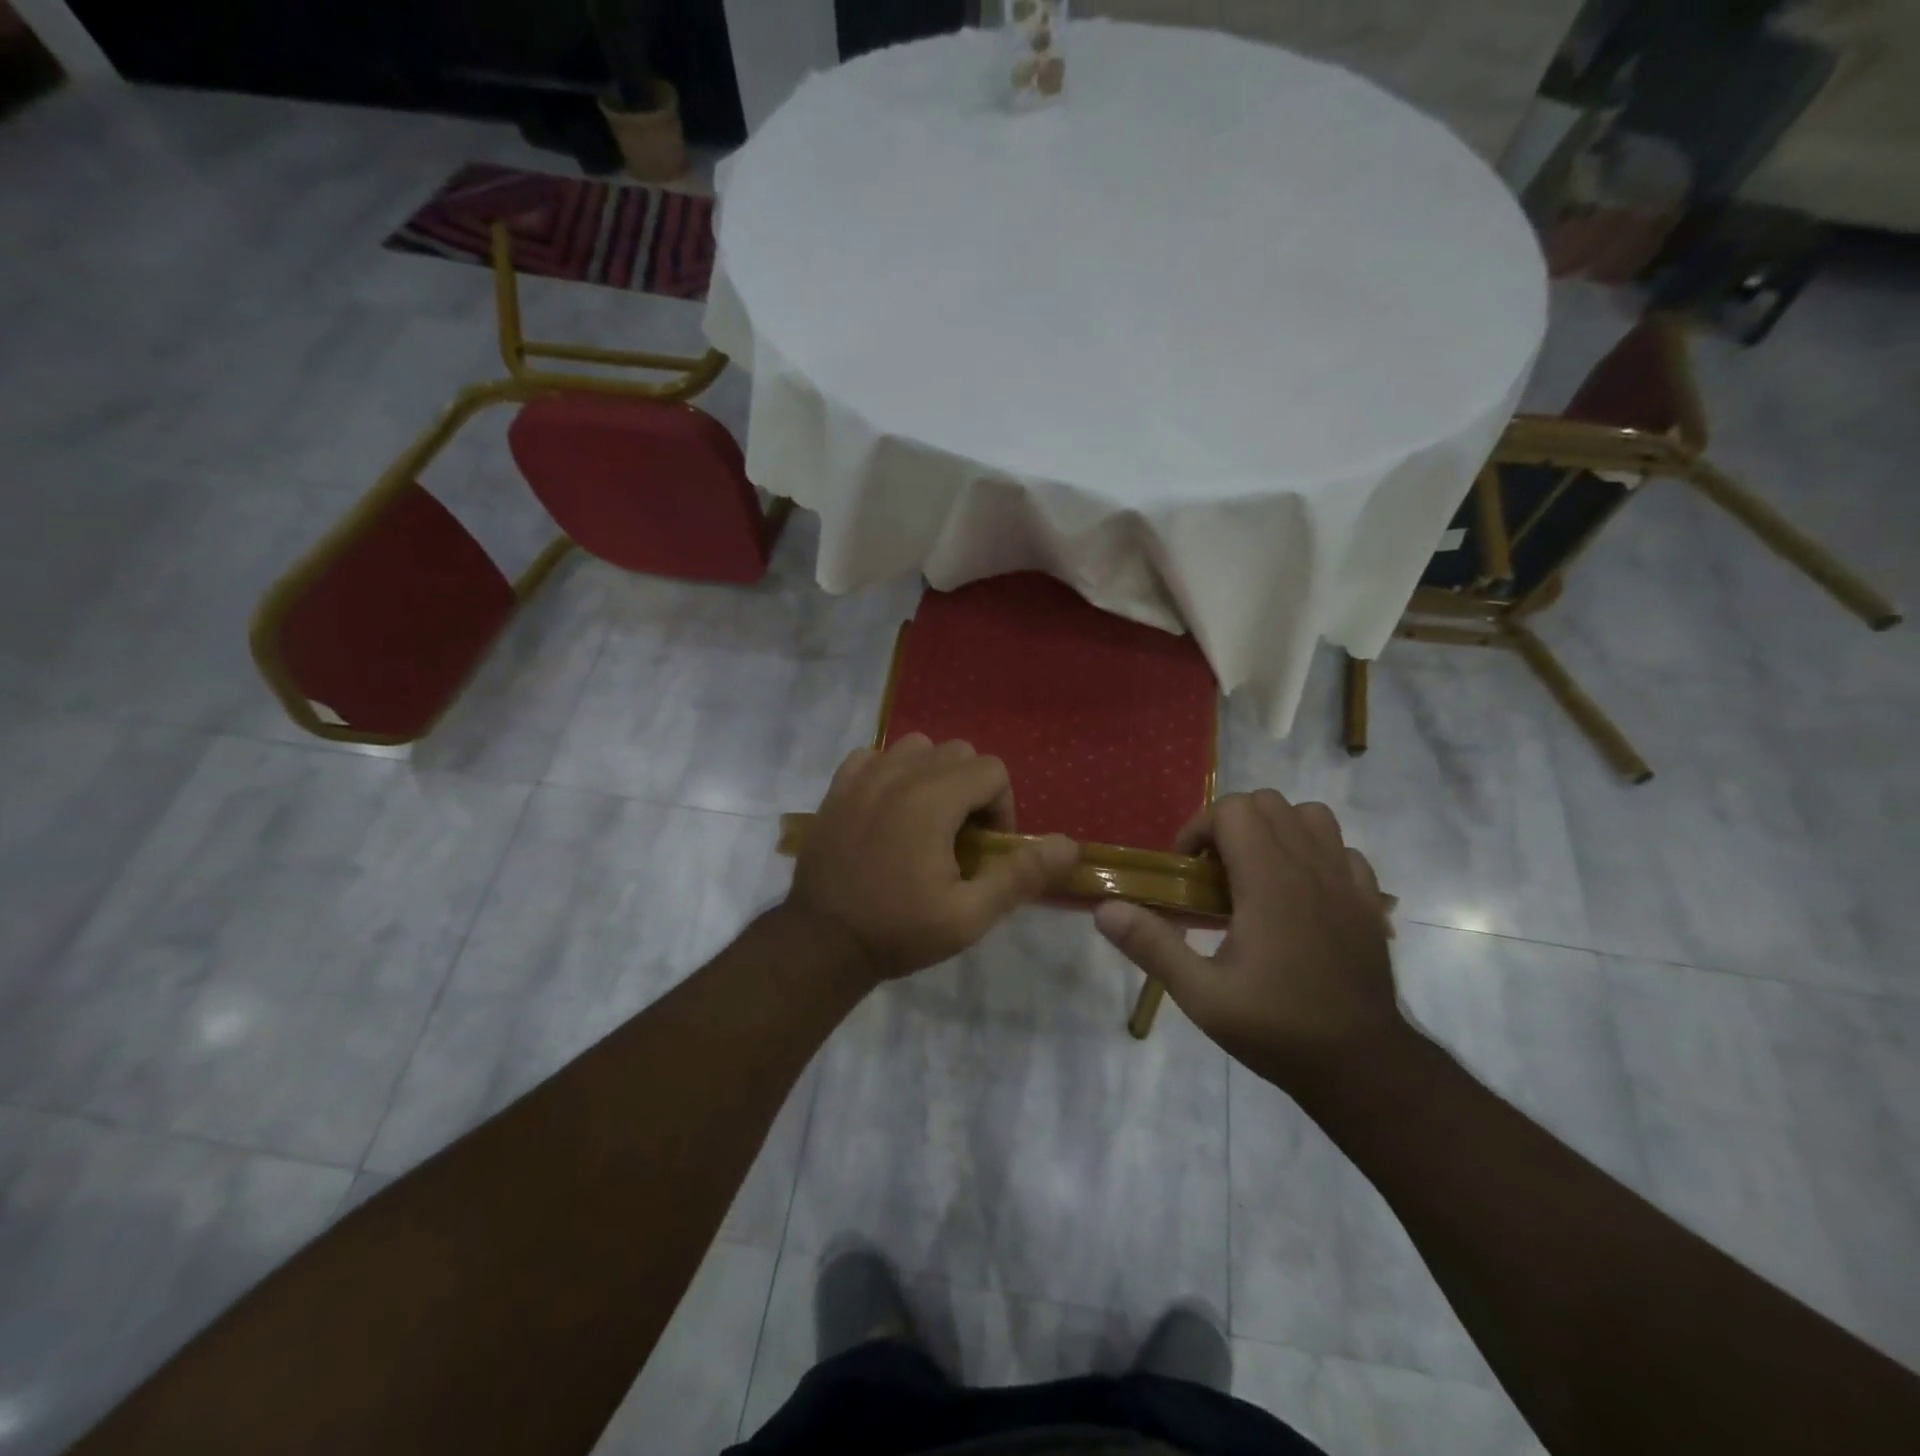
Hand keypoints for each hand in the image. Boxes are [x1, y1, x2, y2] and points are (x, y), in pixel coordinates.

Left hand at [786, 735, 1078, 984]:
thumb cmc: (898, 930)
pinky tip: (888, 809)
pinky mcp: (837, 787)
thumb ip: (1020, 875)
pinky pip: (875, 756)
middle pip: (958, 752)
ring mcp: (863, 776)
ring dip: (933, 774)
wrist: (821, 942)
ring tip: (927, 819)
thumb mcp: (969, 916)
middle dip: (972, 788)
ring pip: (917, 746)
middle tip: (960, 837)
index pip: (991, 769)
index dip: (1001, 806)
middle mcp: (899, 774)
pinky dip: (891, 772)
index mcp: (932, 800)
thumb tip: (1070, 845)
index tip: (985, 848)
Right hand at [1094, 790, 1404, 1088]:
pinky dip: (1314, 854)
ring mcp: (1346, 880)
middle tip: (1214, 874)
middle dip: (1230, 825)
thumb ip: (1151, 945)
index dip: (1199, 830)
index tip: (1187, 872)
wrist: (1363, 1066)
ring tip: (1256, 873)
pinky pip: (1340, 848)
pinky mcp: (1369, 900)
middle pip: (1267, 803)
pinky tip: (1299, 893)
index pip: (1232, 810)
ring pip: (1309, 816)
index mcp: (1268, 880)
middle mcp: (1309, 866)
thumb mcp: (1201, 995)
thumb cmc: (1277, 1027)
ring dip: (1275, 830)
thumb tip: (1104, 908)